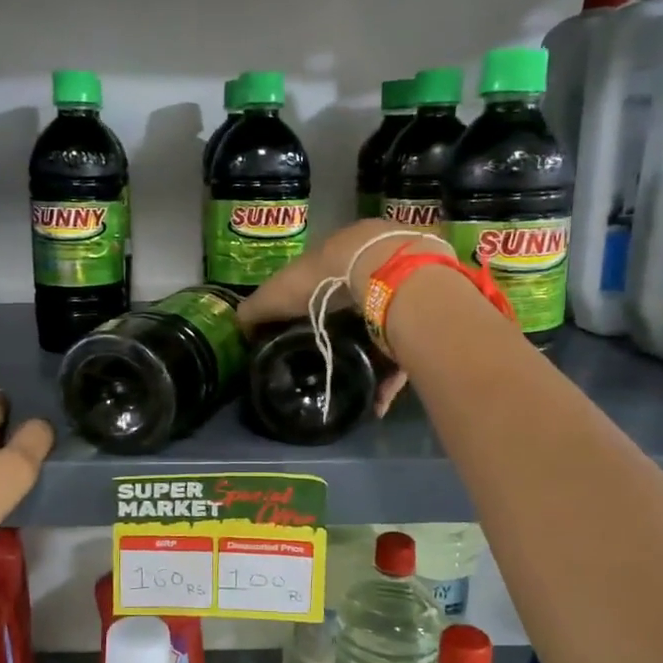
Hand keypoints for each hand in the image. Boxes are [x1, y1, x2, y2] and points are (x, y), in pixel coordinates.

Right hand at [236, 219, 446, 414]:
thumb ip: (257, 308)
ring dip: (369, 363)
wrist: (387, 273)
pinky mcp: (424, 324)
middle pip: (358, 307)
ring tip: (353, 391)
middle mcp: (375, 272)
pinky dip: (389, 381)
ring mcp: (403, 295)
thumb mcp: (279, 292)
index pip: (324, 280)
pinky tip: (375, 405)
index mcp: (341, 257)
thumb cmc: (325, 278)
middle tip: (327, 362)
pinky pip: (405, 357)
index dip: (312, 304)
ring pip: (384, 332)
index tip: (302, 332)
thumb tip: (238, 325)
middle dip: (345, 334)